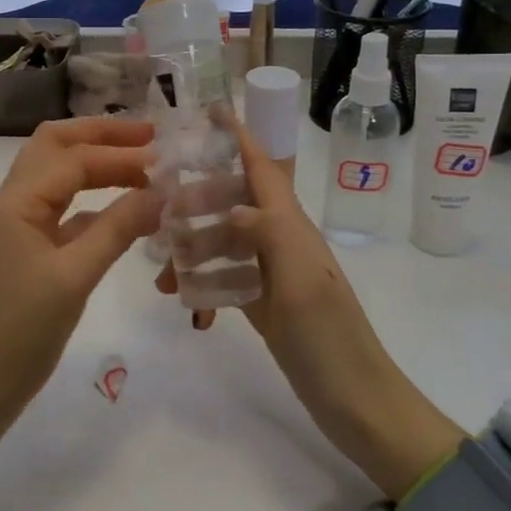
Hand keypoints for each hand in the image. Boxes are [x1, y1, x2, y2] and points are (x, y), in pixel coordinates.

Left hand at [0, 117, 159, 465]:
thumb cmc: (20, 332)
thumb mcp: (75, 277)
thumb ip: (118, 228)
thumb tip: (161, 192)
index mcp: (14, 202)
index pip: (74, 159)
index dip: (121, 154)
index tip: (166, 155)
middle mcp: (8, 202)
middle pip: (54, 147)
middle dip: (100, 136)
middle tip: (149, 137)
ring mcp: (11, 226)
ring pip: (54, 177)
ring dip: (94, 165)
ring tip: (141, 166)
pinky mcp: (19, 250)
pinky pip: (57, 212)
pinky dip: (88, 203)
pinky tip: (121, 211)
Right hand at [156, 126, 463, 498]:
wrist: (354, 399)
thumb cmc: (329, 336)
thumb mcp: (300, 278)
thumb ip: (267, 232)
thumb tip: (230, 204)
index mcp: (291, 225)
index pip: (261, 167)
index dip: (237, 137)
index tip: (207, 112)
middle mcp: (280, 240)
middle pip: (233, 200)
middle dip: (196, 197)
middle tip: (156, 207)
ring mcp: (272, 272)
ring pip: (224, 241)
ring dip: (192, 248)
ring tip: (159, 272)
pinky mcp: (264, 302)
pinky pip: (225, 278)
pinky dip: (203, 283)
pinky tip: (185, 302)